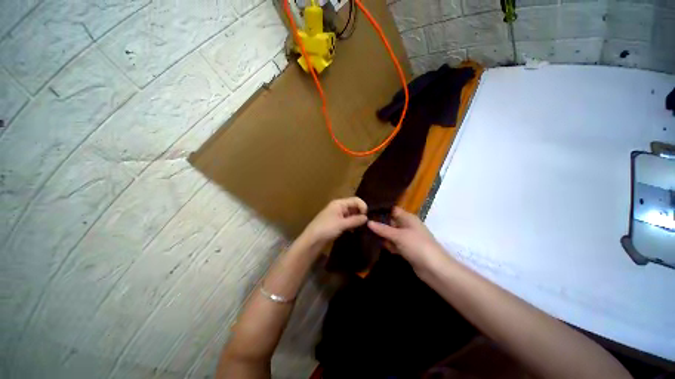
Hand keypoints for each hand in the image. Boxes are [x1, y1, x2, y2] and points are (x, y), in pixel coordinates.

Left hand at [302, 197, 367, 246]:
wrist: (311, 240)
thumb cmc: (326, 228)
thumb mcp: (342, 224)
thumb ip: (355, 220)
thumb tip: (366, 218)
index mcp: (339, 203)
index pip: (355, 200)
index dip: (362, 206)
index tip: (367, 217)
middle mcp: (338, 207)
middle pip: (353, 206)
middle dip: (360, 213)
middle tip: (366, 224)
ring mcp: (337, 215)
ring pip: (351, 215)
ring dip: (356, 220)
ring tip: (361, 228)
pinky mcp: (336, 223)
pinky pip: (347, 221)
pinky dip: (352, 224)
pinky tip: (354, 231)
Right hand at [367, 207, 446, 271]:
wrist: (434, 269)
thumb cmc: (417, 246)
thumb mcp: (398, 235)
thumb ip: (383, 229)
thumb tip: (368, 222)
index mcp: (408, 218)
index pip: (392, 210)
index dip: (381, 210)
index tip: (366, 211)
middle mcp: (407, 226)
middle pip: (391, 222)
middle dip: (379, 223)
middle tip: (363, 223)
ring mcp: (407, 238)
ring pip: (391, 234)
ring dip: (382, 235)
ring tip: (365, 233)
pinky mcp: (406, 249)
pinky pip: (394, 244)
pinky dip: (387, 244)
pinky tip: (376, 244)